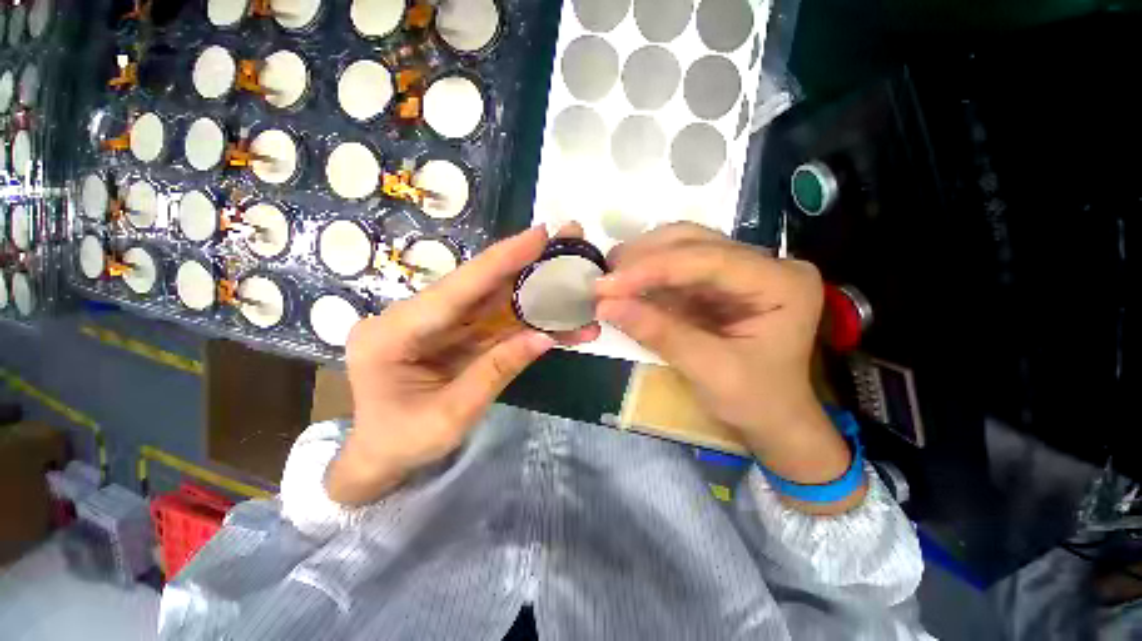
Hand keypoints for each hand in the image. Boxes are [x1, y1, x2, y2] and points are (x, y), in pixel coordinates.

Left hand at [328, 225, 600, 504]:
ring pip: (494, 301)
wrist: (381, 458)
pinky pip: (496, 323)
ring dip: (534, 291)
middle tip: (566, 243)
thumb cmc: (402, 443)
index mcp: (395, 332)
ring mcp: (438, 324)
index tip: (540, 234)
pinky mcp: (456, 335)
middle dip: (527, 265)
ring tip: (572, 280)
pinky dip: (527, 321)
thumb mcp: (450, 416)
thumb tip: (544, 337)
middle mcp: (415, 317)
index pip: (458, 288)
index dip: (502, 259)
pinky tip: (558, 320)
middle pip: (480, 285)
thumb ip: (496, 371)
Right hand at [596, 224, 861, 510]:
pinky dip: (646, 276)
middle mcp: (763, 264)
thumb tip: (604, 306)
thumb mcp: (709, 372)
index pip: (709, 260)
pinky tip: (624, 286)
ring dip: (641, 261)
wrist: (772, 419)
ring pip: (682, 247)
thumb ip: (659, 333)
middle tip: (603, 278)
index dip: (653, 268)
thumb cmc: (755, 401)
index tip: (608, 283)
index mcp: (781, 283)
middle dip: (644, 258)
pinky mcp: (717, 282)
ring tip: (609, 279)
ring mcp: (739, 270)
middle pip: (695, 242)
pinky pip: (676, 269)